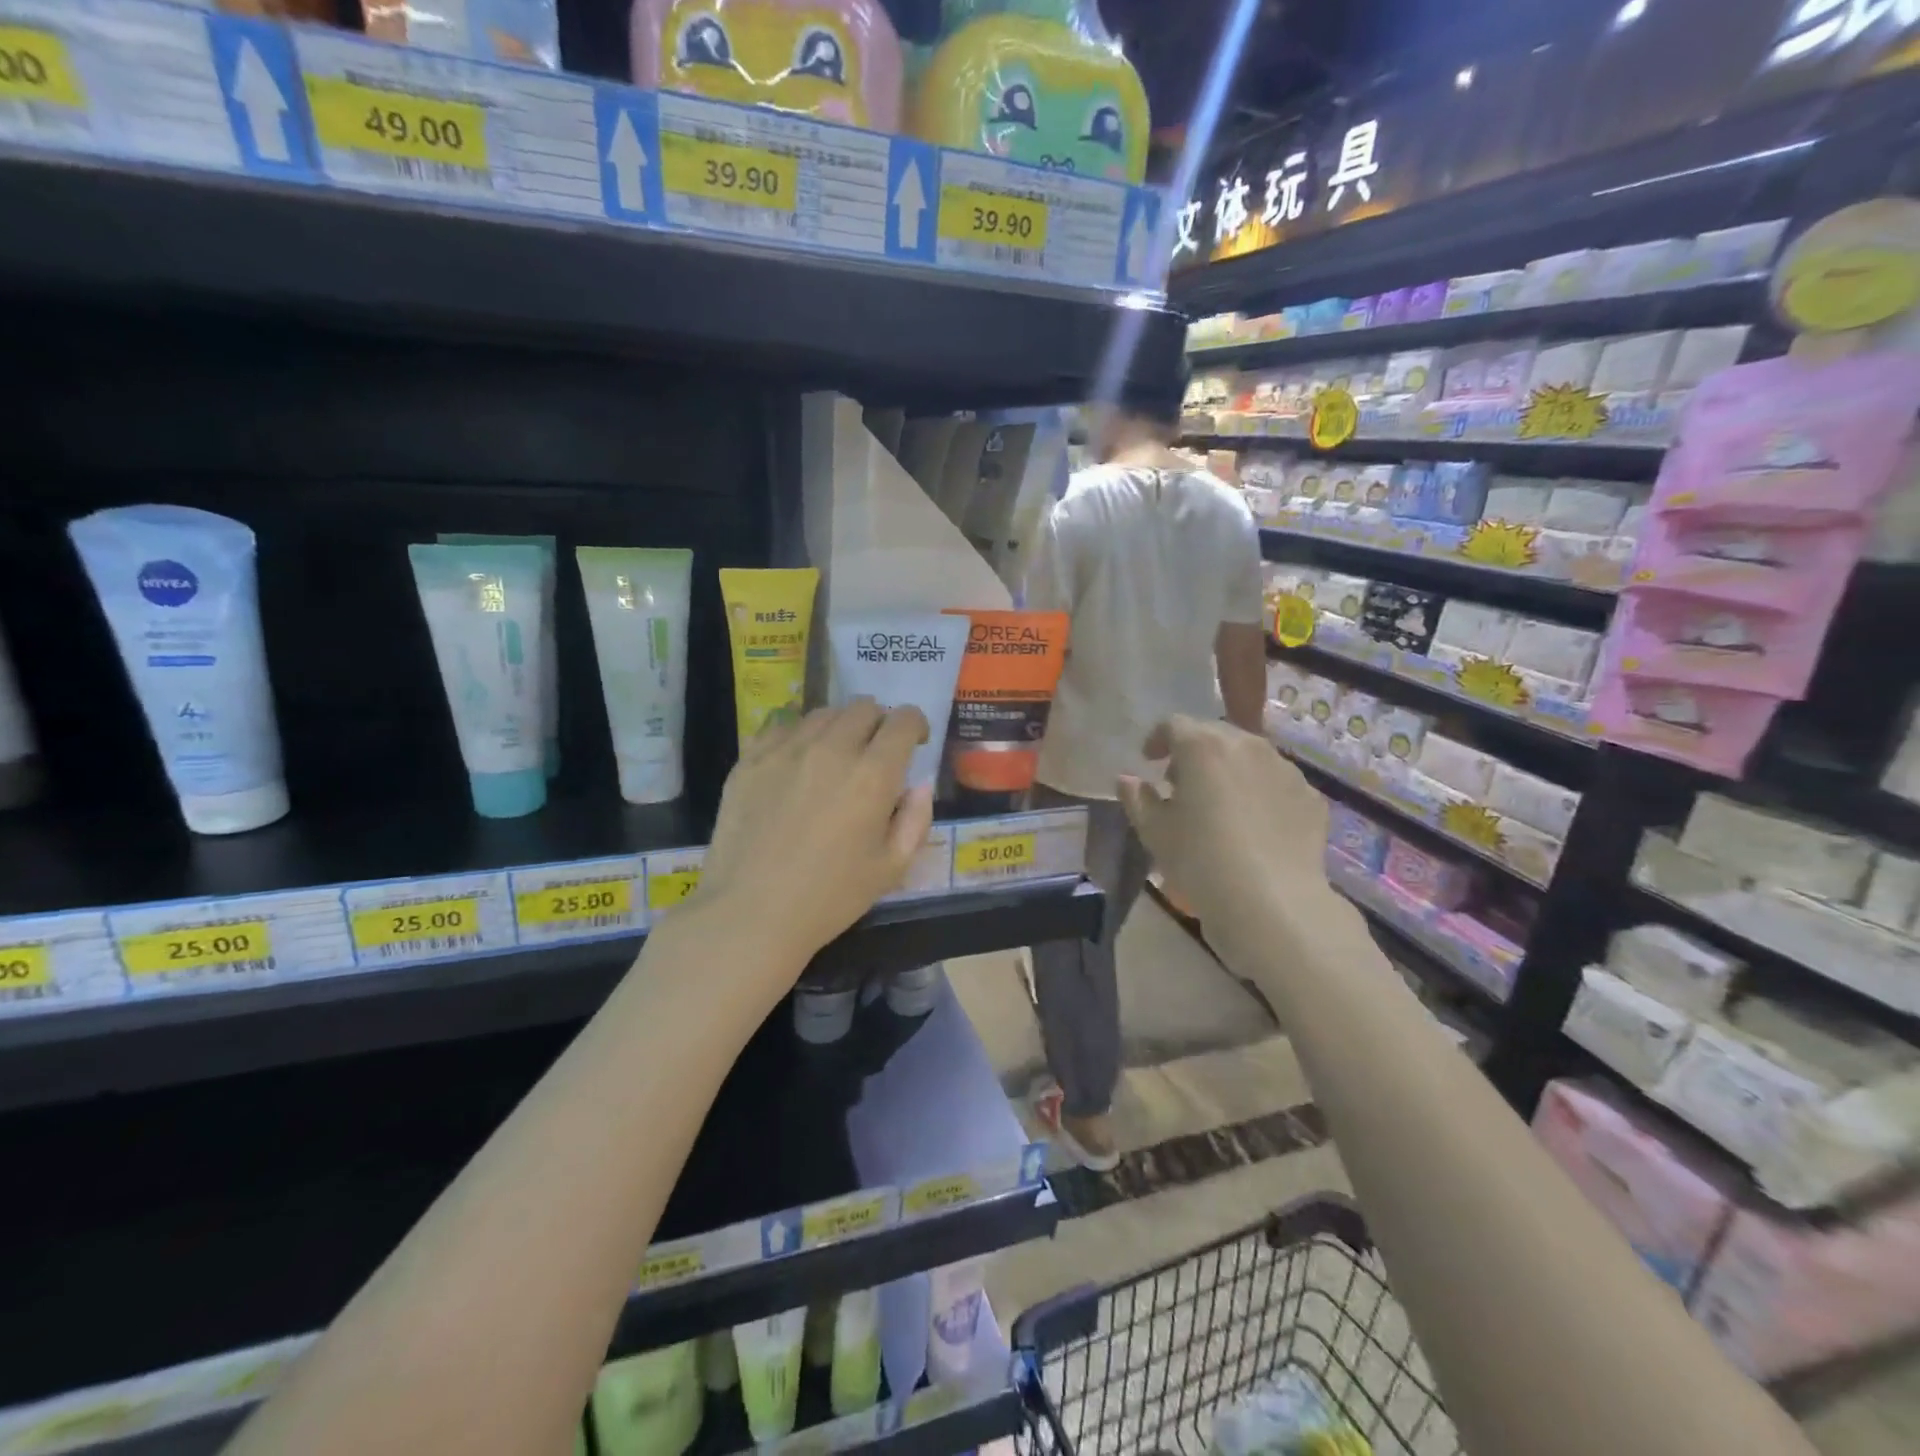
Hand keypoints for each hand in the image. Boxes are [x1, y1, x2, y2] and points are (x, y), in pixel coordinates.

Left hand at [698, 699, 934, 974]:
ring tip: (835, 755)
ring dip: (839, 726)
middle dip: (878, 722)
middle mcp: (832, 749)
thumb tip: (920, 785)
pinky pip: (781, 725)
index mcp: (873, 775)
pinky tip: (796, 761)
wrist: (750, 914)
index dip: (914, 724)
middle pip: (863, 707)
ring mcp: (786, 749)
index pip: (902, 720)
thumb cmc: (829, 898)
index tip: (914, 742)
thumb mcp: (891, 868)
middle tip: (875, 751)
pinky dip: (799, 734)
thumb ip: (915, 820)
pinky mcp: (750, 758)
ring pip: (823, 713)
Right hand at [1117, 715, 1348, 969]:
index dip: (1157, 740)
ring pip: (1250, 756)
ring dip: (1230, 770)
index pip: (1173, 725)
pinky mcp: (1311, 797)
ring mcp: (1285, 769)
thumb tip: (1127, 779)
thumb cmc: (1200, 860)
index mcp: (1203, 747)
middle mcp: (1248, 746)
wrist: (1273, 902)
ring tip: (1220, 805)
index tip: (1149, 762)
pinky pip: (1277, 784)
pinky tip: (1254, 826)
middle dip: (1195, 752)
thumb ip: (1137, 798)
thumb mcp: (1154, 831)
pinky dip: (1261, 793)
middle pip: (1215, 735)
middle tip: (1182, 785)